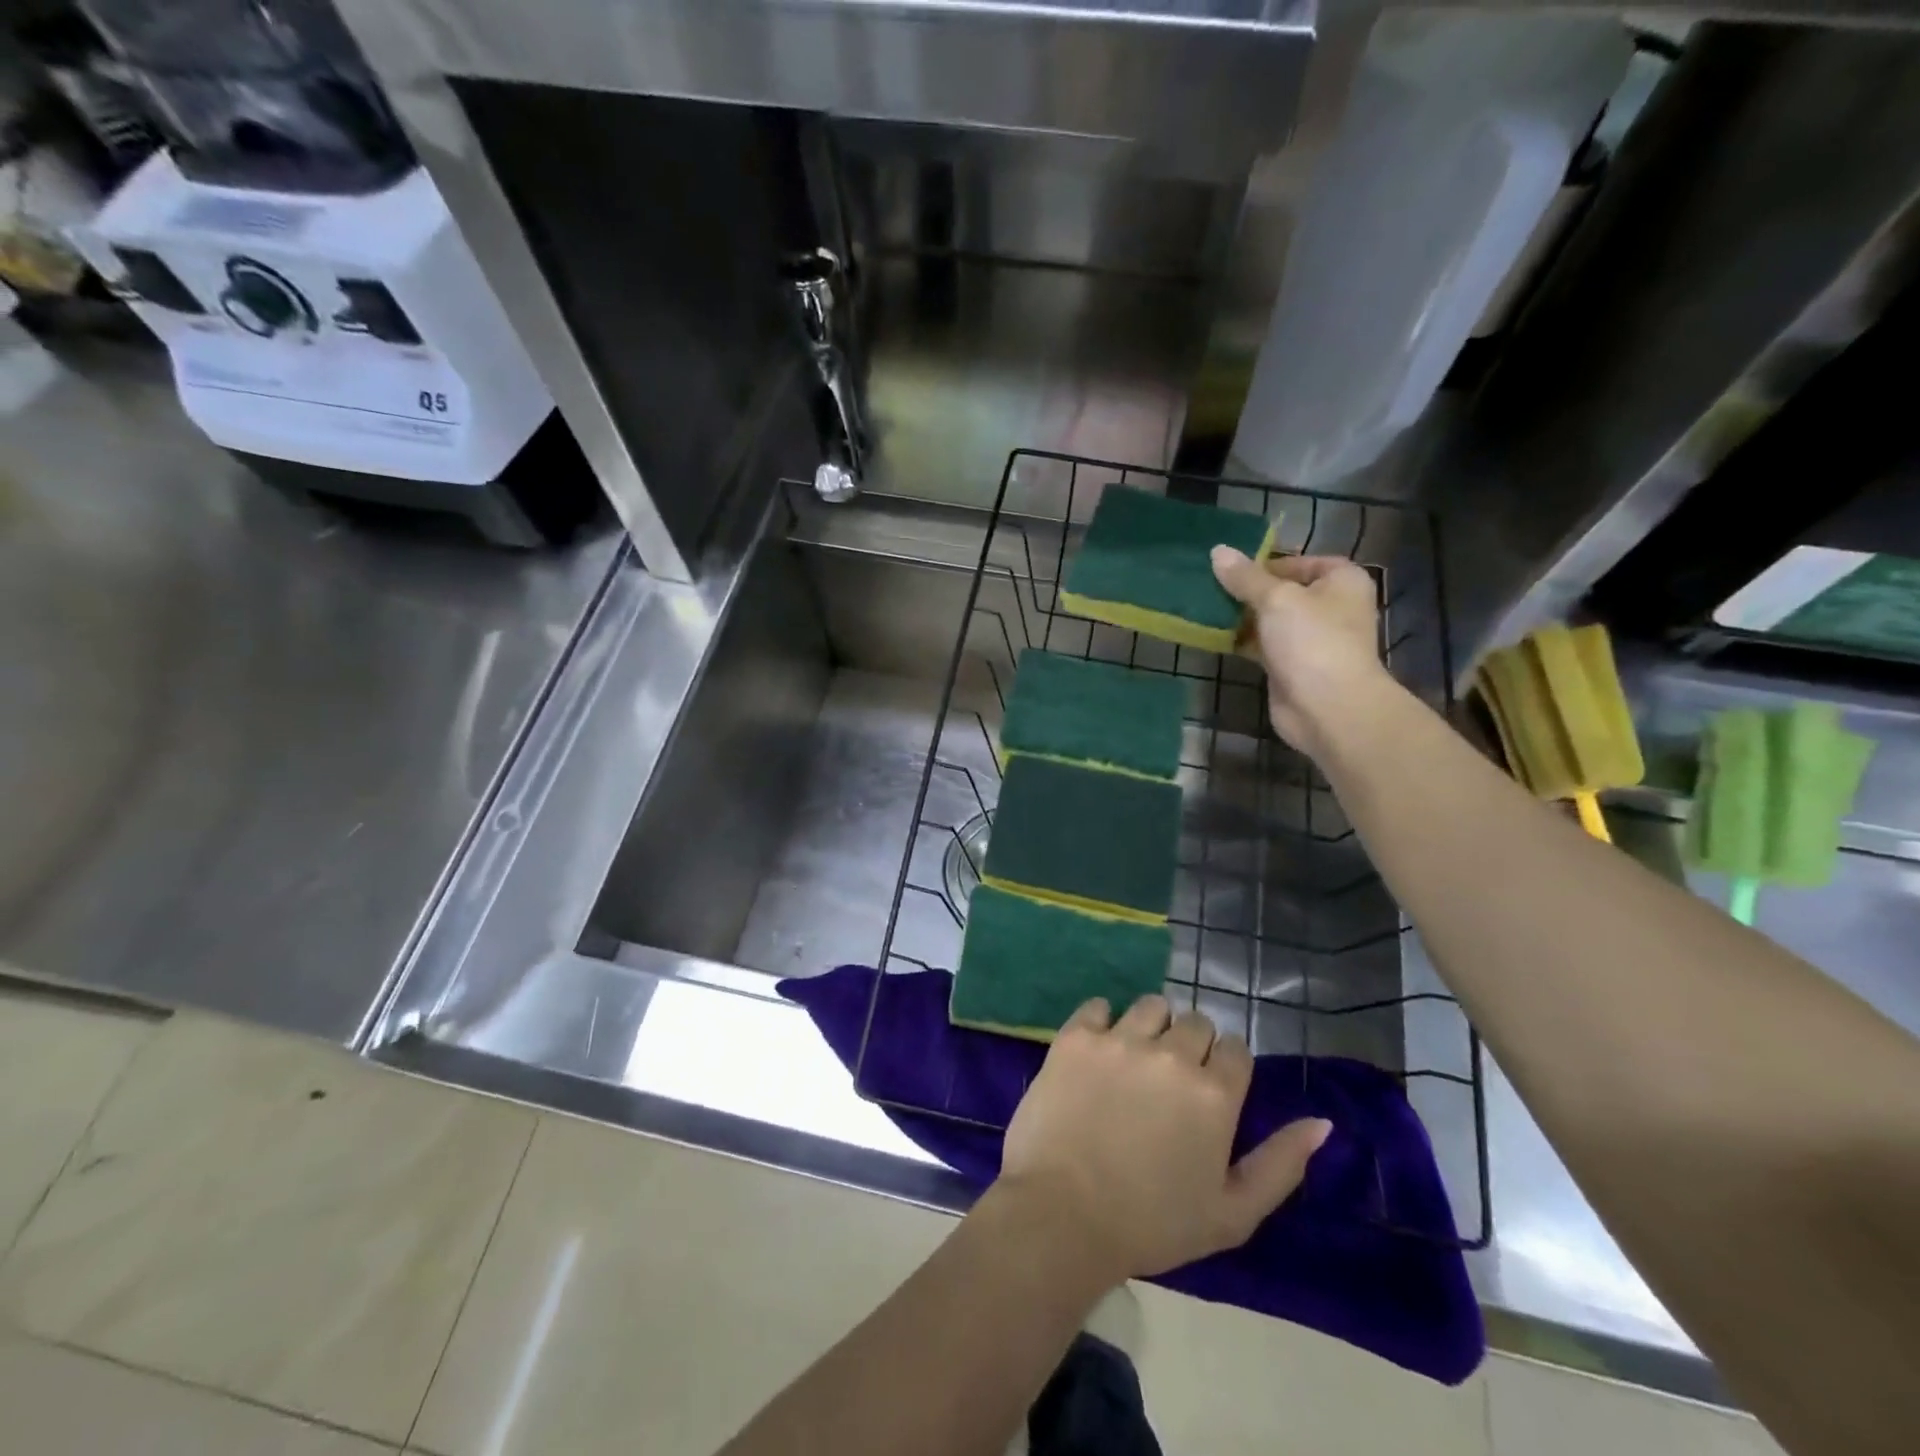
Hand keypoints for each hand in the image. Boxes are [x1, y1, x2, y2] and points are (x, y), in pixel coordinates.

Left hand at [998, 995, 1332, 1281]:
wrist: (1063, 1215)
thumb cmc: (1153, 1224)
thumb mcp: (1233, 1213)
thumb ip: (1281, 1164)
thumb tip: (1323, 1123)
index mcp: (1214, 1094)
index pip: (1235, 1048)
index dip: (1226, 1066)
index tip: (1210, 1089)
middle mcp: (1171, 1054)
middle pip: (1196, 1022)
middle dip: (1192, 1045)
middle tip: (1171, 1080)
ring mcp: (1120, 1040)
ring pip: (1151, 1005)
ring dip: (1152, 1026)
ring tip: (1137, 1059)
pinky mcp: (1075, 1037)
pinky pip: (1098, 1006)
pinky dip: (1103, 1021)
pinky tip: (1099, 1050)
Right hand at [1211, 548, 1390, 757]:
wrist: (1328, 708)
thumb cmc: (1312, 641)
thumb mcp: (1275, 599)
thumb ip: (1245, 577)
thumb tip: (1217, 551)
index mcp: (1341, 581)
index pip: (1300, 561)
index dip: (1266, 562)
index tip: (1231, 569)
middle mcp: (1331, 607)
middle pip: (1283, 590)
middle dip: (1248, 591)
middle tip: (1210, 587)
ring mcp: (1311, 639)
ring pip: (1270, 620)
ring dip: (1241, 617)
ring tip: (1205, 608)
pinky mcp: (1291, 666)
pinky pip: (1263, 645)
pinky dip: (1242, 641)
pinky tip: (1214, 636)